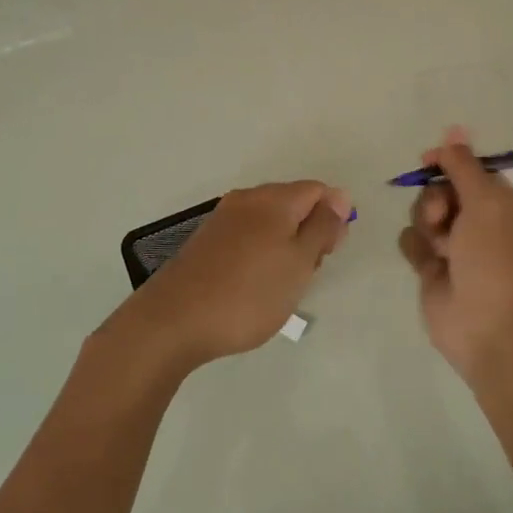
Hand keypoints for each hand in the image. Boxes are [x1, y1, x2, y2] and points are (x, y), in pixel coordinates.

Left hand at [104, 181, 352, 375]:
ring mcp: (222, 220)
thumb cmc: (249, 294)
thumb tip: (339, 197)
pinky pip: (247, 237)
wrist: (174, 321)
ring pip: (269, 222)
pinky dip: (260, 254)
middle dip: (309, 233)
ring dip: (285, 246)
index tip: (328, 254)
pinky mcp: (206, 242)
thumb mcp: (299, 262)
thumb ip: (323, 227)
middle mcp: (247, 199)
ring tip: (281, 285)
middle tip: (306, 274)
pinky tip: (254, 285)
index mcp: (273, 199)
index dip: (333, 218)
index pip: (318, 191)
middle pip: (293, 204)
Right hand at [398, 129, 512, 383]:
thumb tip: (454, 128)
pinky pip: (410, 241)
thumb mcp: (485, 202)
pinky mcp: (431, 266)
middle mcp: (478, 220)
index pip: (469, 168)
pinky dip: (417, 249)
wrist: (486, 326)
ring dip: (426, 225)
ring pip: (421, 213)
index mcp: (501, 202)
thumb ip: (464, 165)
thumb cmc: (494, 259)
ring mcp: (453, 244)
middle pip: (440, 188)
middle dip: (435, 198)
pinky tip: (429, 265)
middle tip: (443, 216)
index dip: (448, 162)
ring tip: (441, 249)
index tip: (429, 161)